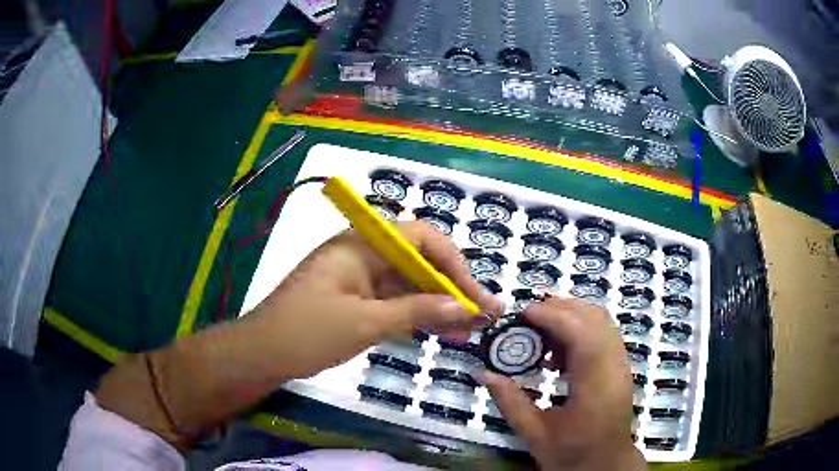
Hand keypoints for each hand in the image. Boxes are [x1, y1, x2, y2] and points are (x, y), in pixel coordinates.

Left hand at [246, 220, 502, 378]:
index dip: (453, 263)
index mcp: (361, 245)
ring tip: (470, 330)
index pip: (420, 238)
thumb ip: (416, 311)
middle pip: (419, 263)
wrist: (261, 355)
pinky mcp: (356, 301)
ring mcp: (359, 279)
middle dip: (452, 288)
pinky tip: (441, 333)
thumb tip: (465, 307)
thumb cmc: (306, 333)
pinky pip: (395, 302)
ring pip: (410, 286)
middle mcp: (363, 255)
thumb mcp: (365, 322)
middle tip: (484, 316)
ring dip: (439, 305)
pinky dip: (417, 316)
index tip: (472, 295)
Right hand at [479, 297, 644, 470]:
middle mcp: (614, 366)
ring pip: (602, 321)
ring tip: (541, 332)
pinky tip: (559, 352)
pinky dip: (581, 329)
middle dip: (560, 308)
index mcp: (595, 384)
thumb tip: (483, 372)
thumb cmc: (571, 454)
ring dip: (572, 316)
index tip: (522, 314)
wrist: (605, 465)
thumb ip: (509, 401)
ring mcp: (621, 364)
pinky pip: (603, 333)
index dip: (551, 316)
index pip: (580, 332)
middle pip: (594, 317)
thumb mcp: (535, 434)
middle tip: (528, 318)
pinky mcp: (621, 367)